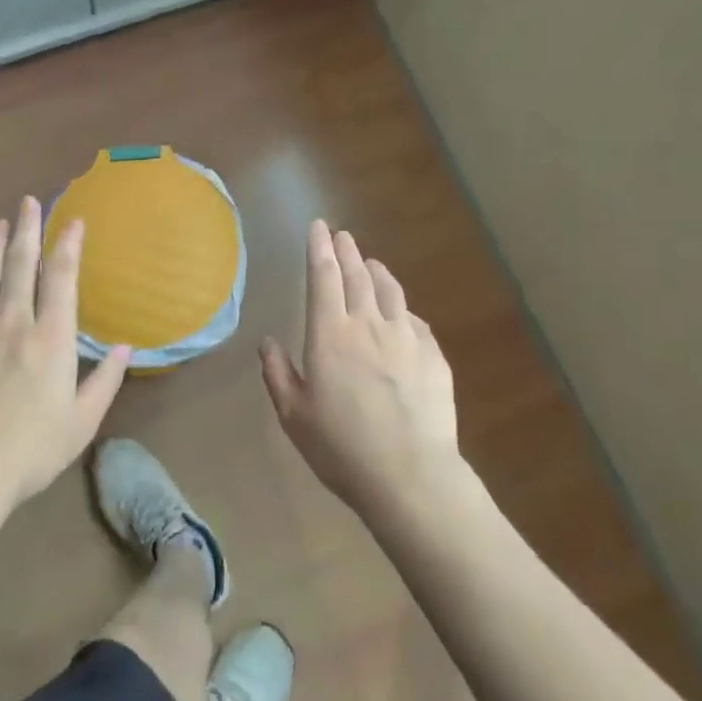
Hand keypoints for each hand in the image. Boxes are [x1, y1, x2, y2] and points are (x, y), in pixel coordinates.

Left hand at [0, 196, 130, 506]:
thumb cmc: (29, 452)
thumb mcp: (81, 423)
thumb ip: (106, 381)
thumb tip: (126, 348)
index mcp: (52, 339)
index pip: (62, 279)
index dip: (68, 246)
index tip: (72, 221)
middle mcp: (14, 323)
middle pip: (22, 265)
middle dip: (29, 230)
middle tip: (30, 202)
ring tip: (0, 222)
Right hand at [261, 220, 459, 521]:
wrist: (410, 474)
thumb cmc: (341, 447)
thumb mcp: (294, 415)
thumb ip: (278, 373)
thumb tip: (267, 342)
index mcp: (330, 334)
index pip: (323, 276)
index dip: (319, 248)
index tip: (319, 226)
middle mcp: (369, 324)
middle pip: (357, 275)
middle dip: (347, 251)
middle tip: (342, 235)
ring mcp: (407, 337)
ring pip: (390, 291)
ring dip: (377, 271)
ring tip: (370, 262)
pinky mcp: (434, 356)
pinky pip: (414, 320)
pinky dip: (402, 308)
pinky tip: (401, 312)